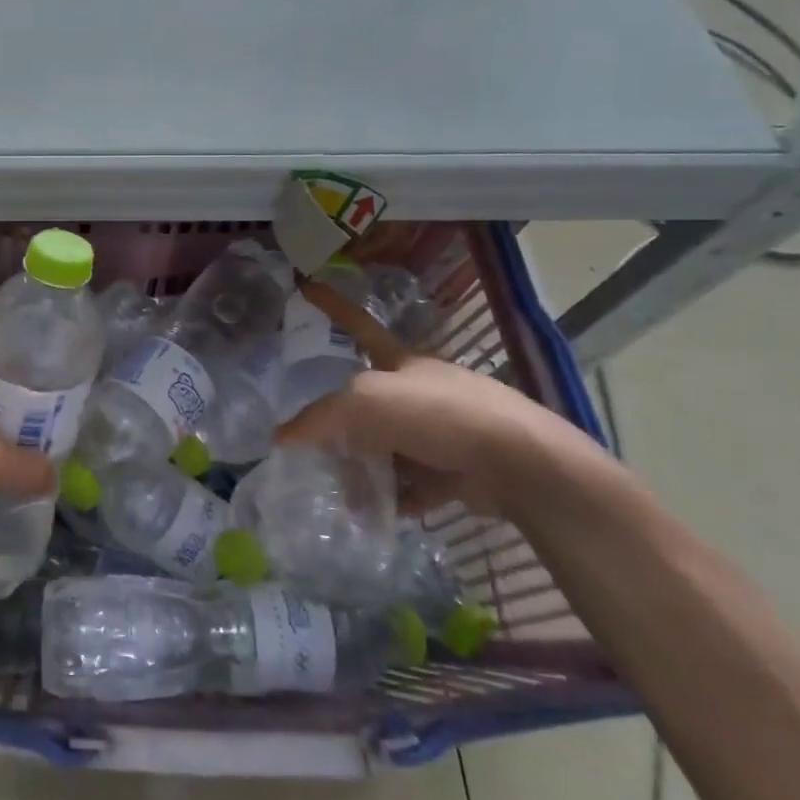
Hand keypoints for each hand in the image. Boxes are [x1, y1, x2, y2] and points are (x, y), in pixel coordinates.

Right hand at [276, 281, 603, 518]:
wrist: (517, 463)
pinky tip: (377, 512)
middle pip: (368, 400)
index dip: (332, 307)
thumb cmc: (437, 414)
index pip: (358, 325)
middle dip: (342, 420)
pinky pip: (414, 483)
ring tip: (340, 490)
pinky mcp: (458, 470)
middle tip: (313, 441)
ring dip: (366, 467)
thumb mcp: (365, 403)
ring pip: (389, 446)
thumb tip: (281, 437)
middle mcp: (420, 391)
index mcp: (401, 362)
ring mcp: (441, 430)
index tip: (308, 287)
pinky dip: (396, 497)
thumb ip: (319, 418)